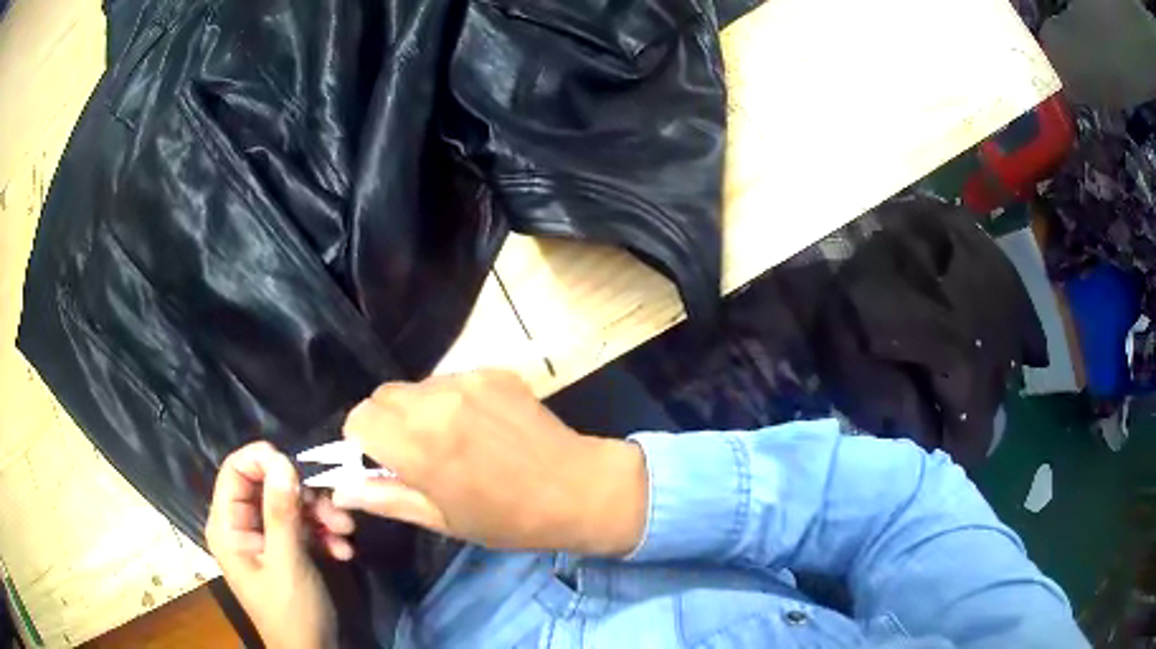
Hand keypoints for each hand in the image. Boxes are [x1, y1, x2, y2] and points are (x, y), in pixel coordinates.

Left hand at [206, 442, 343, 648]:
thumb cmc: (292, 612)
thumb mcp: (288, 563)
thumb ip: (282, 513)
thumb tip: (282, 460)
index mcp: (227, 526)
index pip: (234, 471)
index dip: (263, 461)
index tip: (298, 467)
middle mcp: (242, 525)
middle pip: (266, 485)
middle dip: (302, 493)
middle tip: (334, 507)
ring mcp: (264, 537)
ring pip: (288, 503)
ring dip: (320, 513)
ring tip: (347, 531)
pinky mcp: (284, 548)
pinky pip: (301, 525)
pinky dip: (323, 532)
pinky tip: (343, 550)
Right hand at [331, 370, 647, 555]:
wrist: (579, 488)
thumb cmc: (508, 518)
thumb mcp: (442, 519)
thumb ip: (386, 497)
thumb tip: (342, 489)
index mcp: (421, 445)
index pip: (359, 418)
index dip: (359, 441)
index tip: (377, 460)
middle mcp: (438, 402)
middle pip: (383, 396)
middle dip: (384, 424)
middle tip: (410, 454)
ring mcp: (469, 381)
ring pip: (415, 387)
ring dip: (416, 411)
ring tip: (449, 441)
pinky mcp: (493, 372)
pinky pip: (450, 381)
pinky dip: (449, 401)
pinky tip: (478, 428)